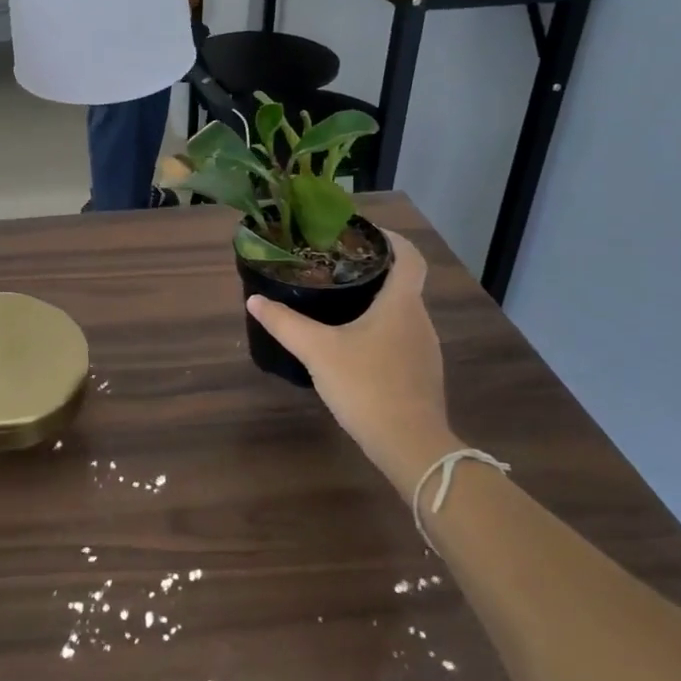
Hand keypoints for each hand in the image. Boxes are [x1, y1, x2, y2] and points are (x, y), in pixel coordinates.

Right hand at [247, 232, 455, 501]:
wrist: (411, 446)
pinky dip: (382, 331)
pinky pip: (403, 339)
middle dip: (375, 271)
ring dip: (378, 303)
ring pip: (403, 313)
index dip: (391, 239)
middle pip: (404, 284)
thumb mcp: (317, 351)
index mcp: (401, 303)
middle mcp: (420, 320)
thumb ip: (285, 323)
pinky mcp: (422, 376)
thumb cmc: (367, 386)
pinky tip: (355, 346)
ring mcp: (425, 350)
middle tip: (338, 266)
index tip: (365, 234)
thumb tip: (254, 300)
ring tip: (342, 302)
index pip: (409, 257)